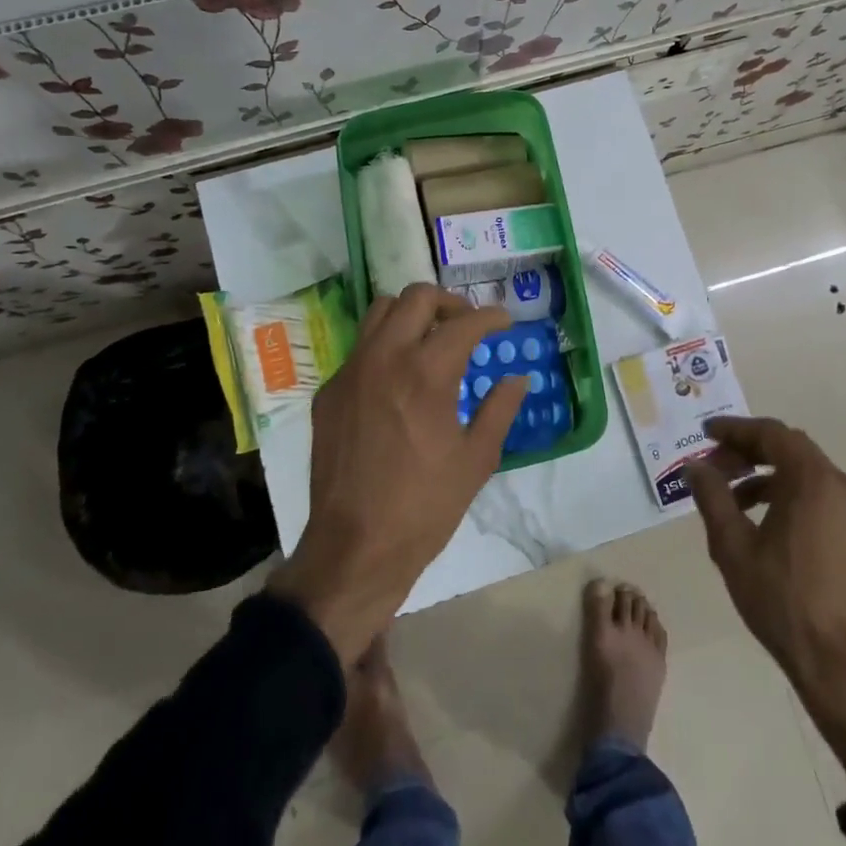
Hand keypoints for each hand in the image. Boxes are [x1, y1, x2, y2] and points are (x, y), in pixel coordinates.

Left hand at [270, 283, 529, 662]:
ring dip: (411, 316)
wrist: (355, 548)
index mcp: (426, 373)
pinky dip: (385, 347)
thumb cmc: (424, 506)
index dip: (491, 317)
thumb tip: (517, 378)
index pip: (464, 323)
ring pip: (379, 313)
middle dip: (449, 304)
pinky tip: (398, 381)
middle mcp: (383, 358)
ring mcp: (350, 373)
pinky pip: (360, 350)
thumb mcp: (476, 459)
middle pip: (416, 298)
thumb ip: (499, 409)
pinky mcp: (328, 393)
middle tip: (467, 326)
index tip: (504, 323)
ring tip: (431, 341)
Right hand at [688, 416, 845, 790]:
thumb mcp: (733, 545)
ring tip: (728, 496)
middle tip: (712, 465)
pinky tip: (756, 518)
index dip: (734, 430)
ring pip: (801, 471)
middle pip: (787, 448)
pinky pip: (813, 493)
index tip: (704, 433)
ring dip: (762, 474)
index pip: (770, 434)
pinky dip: (783, 492)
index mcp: (813, 480)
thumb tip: (694, 467)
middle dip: (746, 451)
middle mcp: (838, 485)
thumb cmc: (781, 598)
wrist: (838, 660)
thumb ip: (712, 497)